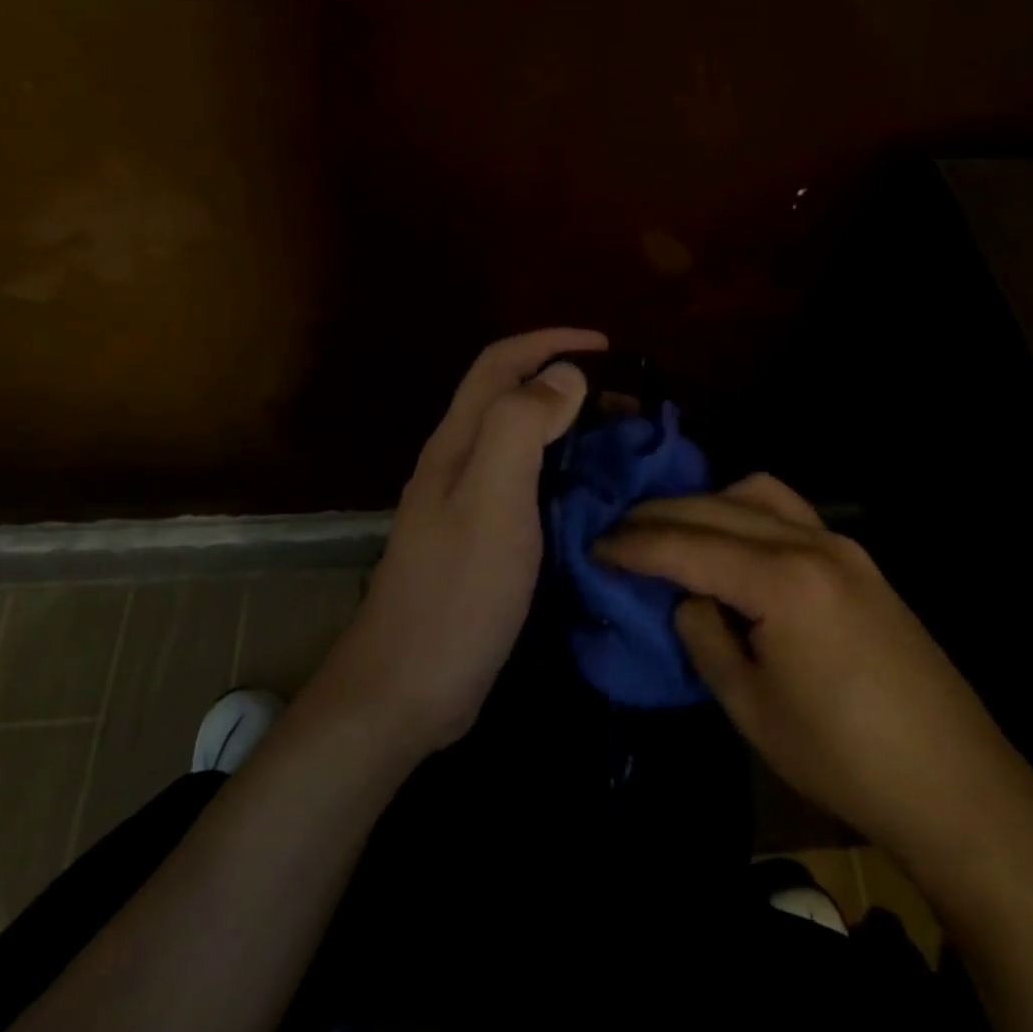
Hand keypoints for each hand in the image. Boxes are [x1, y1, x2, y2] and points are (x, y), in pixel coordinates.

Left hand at [309, 329, 604, 757]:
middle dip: (564, 381)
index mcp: (457, 442)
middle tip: (627, 401)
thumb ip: (520, 428)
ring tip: (618, 440)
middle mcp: (457, 462)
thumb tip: (562, 375)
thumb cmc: (456, 592)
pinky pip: (525, 483)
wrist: (406, 688)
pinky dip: (561, 470)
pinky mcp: (478, 541)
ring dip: (566, 425)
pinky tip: (590, 494)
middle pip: (509, 397)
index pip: (500, 364)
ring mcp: (464, 504)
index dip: (550, 343)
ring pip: (519, 440)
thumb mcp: (491, 500)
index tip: (608, 347)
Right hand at [598, 474, 1032, 872]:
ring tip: (672, 530)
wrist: (956, 785)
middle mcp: (811, 544)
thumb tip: (686, 597)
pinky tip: (731, 539)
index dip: (633, 546)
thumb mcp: (750, 707)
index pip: (686, 546)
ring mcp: (842, 545)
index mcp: (781, 583)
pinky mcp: (860, 560)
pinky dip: (746, 510)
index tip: (594, 547)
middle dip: (658, 516)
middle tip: (617, 533)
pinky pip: (788, 511)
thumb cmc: (842, 758)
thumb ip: (705, 636)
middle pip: (715, 508)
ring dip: (705, 503)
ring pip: (756, 493)